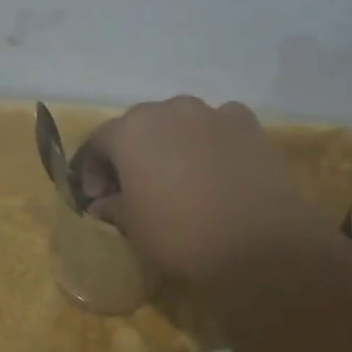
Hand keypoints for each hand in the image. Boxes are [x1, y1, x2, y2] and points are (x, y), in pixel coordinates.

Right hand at [81, 96, 331, 283]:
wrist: (260, 242)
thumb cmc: (182, 235)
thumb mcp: (134, 230)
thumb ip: (112, 207)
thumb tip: (103, 202)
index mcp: (130, 131)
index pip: (97, 142)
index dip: (91, 169)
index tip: (95, 197)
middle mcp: (167, 109)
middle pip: (138, 126)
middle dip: (130, 154)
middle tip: (132, 187)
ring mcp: (210, 112)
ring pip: (179, 122)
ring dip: (171, 144)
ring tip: (178, 177)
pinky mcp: (247, 123)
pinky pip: (218, 126)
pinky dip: (210, 141)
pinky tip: (216, 167)